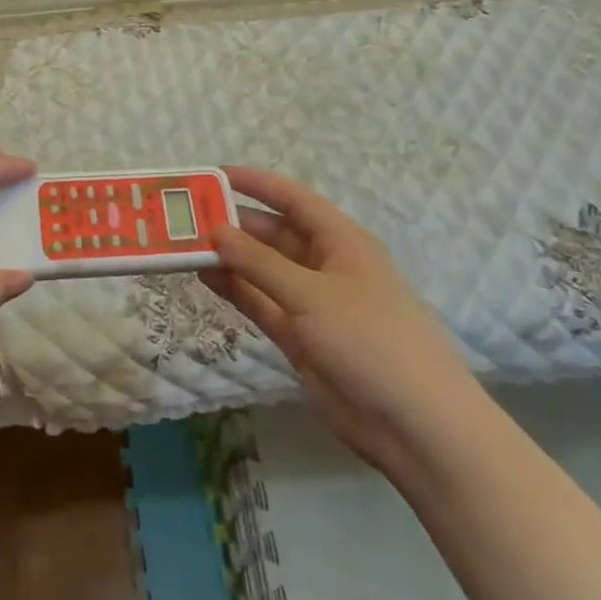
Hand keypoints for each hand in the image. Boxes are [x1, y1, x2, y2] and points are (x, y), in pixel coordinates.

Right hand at [200, 167, 480, 468]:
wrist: (415, 425)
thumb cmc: (370, 340)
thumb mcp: (312, 295)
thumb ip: (260, 263)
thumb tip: (217, 231)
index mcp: (342, 243)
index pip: (294, 200)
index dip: (257, 184)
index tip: (215, 174)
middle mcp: (326, 266)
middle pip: (274, 234)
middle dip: (235, 224)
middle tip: (187, 216)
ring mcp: (312, 304)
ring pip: (263, 270)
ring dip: (230, 258)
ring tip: (185, 244)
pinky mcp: (300, 338)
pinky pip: (262, 303)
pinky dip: (236, 290)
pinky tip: (205, 277)